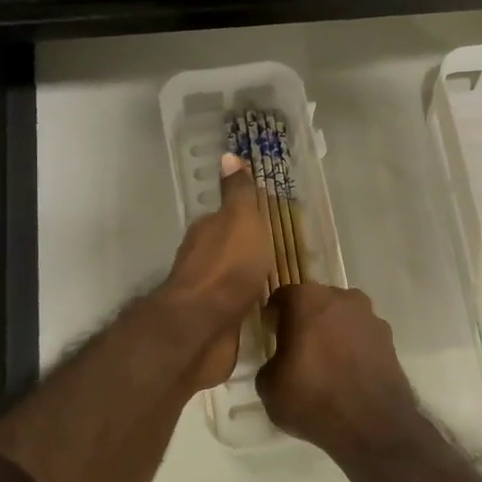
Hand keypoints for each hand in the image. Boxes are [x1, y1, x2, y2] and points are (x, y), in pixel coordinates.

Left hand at [161, 154, 274, 390]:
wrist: (202, 326)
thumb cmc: (227, 266)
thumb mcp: (240, 220)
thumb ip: (237, 193)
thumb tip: (228, 155)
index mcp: (207, 231)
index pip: (226, 218)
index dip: (245, 219)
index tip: (267, 223)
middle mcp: (202, 259)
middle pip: (228, 249)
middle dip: (248, 250)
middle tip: (279, 252)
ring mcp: (206, 293)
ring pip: (231, 280)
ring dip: (247, 279)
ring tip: (277, 281)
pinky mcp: (215, 323)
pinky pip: (236, 308)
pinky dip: (247, 305)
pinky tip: (265, 309)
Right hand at [256, 283, 419, 459]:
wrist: (373, 424)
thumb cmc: (313, 398)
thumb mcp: (269, 387)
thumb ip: (270, 364)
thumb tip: (281, 363)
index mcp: (306, 299)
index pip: (281, 297)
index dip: (273, 316)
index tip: (271, 336)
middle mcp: (341, 297)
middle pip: (315, 303)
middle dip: (305, 320)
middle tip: (296, 349)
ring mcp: (369, 316)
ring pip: (342, 317)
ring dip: (332, 332)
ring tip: (325, 363)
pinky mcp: (389, 338)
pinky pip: (362, 336)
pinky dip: (353, 348)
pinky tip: (347, 373)